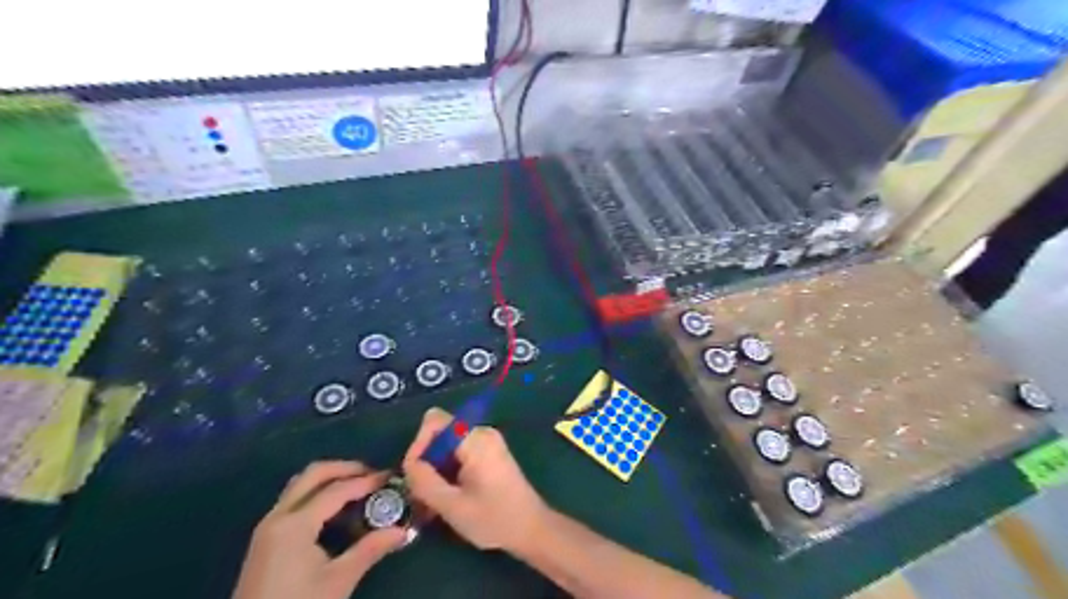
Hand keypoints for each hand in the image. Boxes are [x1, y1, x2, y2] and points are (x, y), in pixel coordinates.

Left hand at [235, 463, 408, 598]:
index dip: (366, 481)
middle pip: (313, 474)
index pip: (337, 490)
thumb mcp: (338, 581)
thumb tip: (402, 531)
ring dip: (328, 478)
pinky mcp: (265, 538)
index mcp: (295, 524)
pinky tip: (334, 508)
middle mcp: (278, 516)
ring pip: (300, 484)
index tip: (390, 478)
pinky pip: (293, 499)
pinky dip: (316, 492)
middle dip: (345, 468)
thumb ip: (370, 550)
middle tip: (372, 474)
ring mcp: (268, 526)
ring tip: (356, 486)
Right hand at [402, 408, 550, 552]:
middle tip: (420, 495)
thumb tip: (408, 465)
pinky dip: (447, 472)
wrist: (531, 528)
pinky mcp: (488, 453)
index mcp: (475, 439)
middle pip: (439, 434)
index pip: (434, 422)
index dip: (418, 445)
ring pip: (446, 446)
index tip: (415, 476)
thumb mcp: (452, 506)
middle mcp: (481, 432)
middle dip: (425, 462)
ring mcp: (486, 441)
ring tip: (430, 503)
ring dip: (435, 471)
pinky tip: (445, 498)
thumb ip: (425, 482)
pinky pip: (457, 453)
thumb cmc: (494, 518)